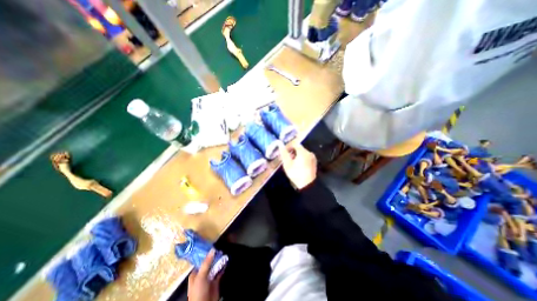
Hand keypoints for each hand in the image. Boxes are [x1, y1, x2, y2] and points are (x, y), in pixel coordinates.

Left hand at [188, 250, 222, 300]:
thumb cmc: (199, 291)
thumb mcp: (201, 276)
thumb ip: (207, 263)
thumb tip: (212, 249)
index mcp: (195, 274)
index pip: (200, 261)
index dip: (206, 254)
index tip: (212, 246)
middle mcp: (202, 275)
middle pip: (209, 263)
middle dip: (214, 257)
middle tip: (219, 249)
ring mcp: (209, 278)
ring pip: (214, 266)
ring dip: (219, 261)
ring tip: (223, 253)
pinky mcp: (215, 281)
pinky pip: (219, 271)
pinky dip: (222, 267)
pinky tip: (225, 262)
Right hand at [279, 141, 314, 187]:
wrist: (307, 185)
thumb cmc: (296, 174)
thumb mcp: (287, 164)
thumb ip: (284, 153)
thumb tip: (280, 144)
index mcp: (303, 152)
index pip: (295, 144)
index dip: (289, 147)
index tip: (285, 153)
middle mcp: (309, 153)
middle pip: (299, 148)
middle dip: (293, 152)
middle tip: (288, 159)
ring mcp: (313, 158)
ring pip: (303, 153)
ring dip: (297, 156)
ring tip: (292, 163)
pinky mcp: (314, 162)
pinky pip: (306, 157)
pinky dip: (302, 159)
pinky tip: (298, 166)